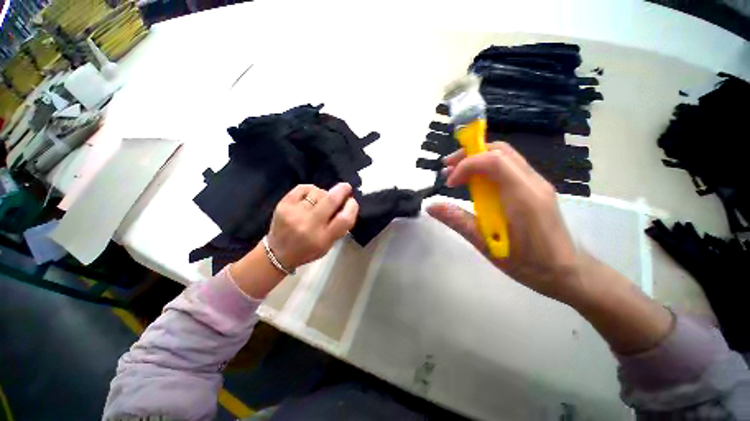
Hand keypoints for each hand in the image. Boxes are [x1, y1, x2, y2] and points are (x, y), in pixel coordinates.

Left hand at [267, 182, 358, 269]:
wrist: (278, 253)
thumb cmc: (308, 250)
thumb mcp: (328, 245)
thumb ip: (340, 227)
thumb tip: (348, 204)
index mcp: (323, 238)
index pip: (344, 219)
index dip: (352, 207)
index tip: (352, 201)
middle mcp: (309, 225)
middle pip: (331, 201)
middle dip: (342, 190)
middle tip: (346, 187)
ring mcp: (295, 213)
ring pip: (318, 193)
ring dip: (324, 194)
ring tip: (321, 201)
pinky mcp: (283, 204)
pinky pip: (304, 188)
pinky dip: (311, 190)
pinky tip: (311, 197)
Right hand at [427, 142, 581, 302]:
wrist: (567, 273)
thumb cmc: (529, 264)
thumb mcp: (487, 245)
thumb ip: (458, 221)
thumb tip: (431, 207)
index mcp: (523, 196)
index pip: (493, 161)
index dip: (465, 165)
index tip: (449, 183)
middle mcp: (533, 183)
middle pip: (499, 151)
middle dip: (468, 154)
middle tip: (447, 169)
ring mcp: (536, 184)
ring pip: (505, 156)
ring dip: (477, 159)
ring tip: (456, 175)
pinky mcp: (535, 189)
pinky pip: (508, 167)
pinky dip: (487, 168)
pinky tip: (475, 184)